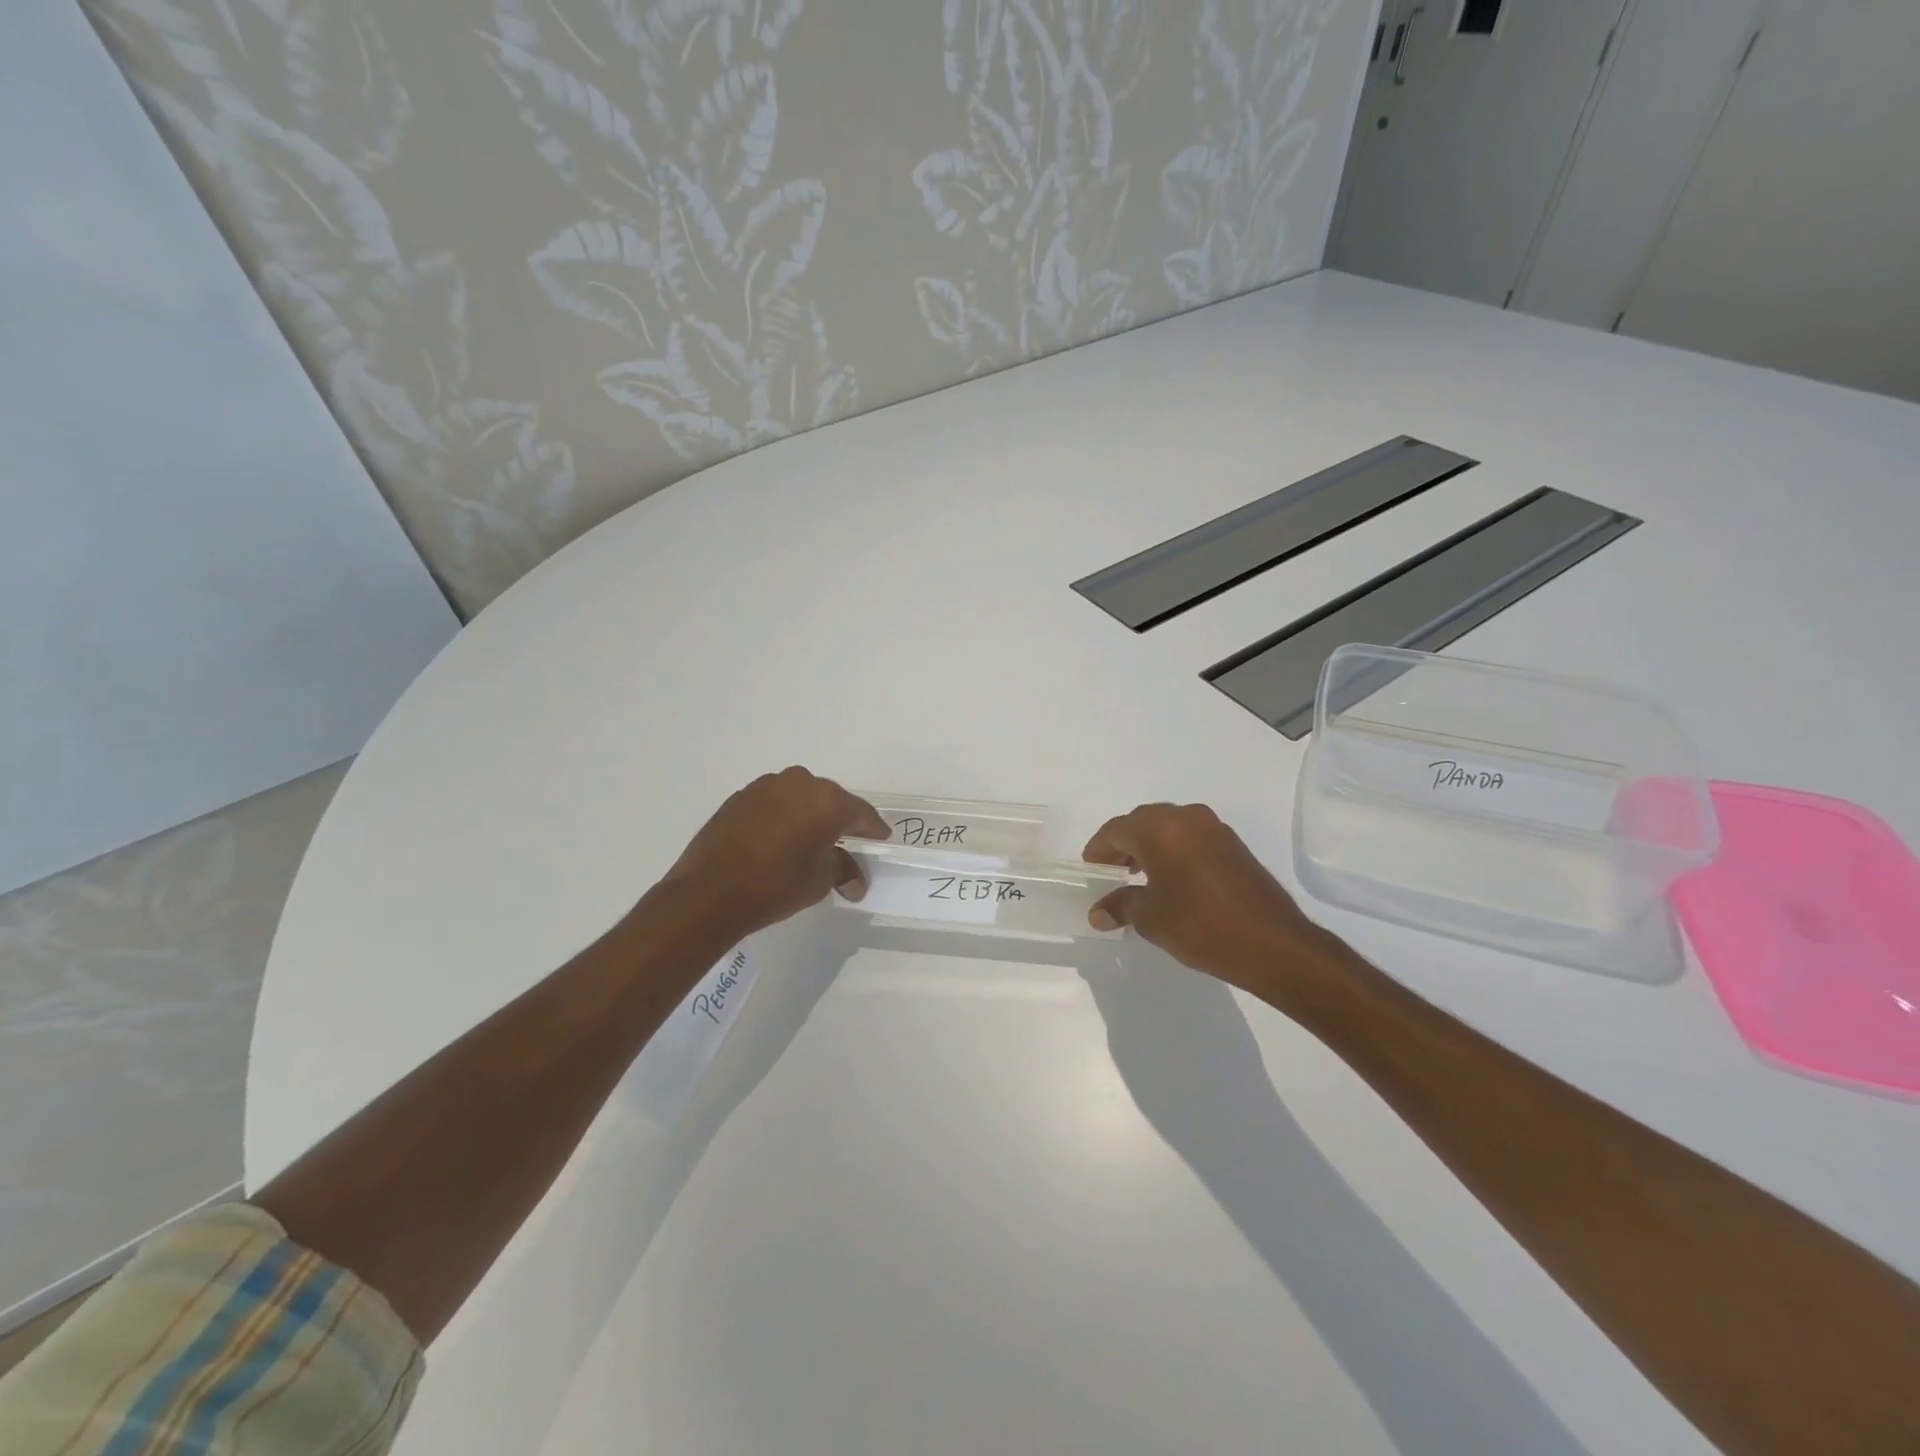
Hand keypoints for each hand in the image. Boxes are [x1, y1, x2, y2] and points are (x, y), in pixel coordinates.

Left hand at [659, 767, 889, 940]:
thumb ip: (842, 870)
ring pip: (800, 797)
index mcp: (827, 801)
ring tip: (808, 841)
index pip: (861, 814)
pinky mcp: (741, 796)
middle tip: (846, 843)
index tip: (881, 839)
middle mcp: (799, 783)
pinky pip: (774, 803)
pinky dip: (782, 816)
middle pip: (831, 800)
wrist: (708, 893)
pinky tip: (779, 839)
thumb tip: (855, 880)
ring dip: (808, 815)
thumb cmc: (775, 886)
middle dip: (839, 821)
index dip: (873, 829)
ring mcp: (766, 786)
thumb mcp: (819, 881)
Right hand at [1083, 802, 1329, 992]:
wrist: (1273, 943)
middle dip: (1123, 844)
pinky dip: (1175, 850)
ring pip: (1169, 827)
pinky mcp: (1234, 844)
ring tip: (1139, 876)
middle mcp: (1186, 818)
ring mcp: (1214, 828)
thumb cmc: (1200, 925)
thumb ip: (1121, 906)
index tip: (1090, 868)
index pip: (1116, 830)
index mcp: (1160, 829)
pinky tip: (1172, 879)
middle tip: (1111, 871)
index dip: (1099, 849)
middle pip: (1143, 822)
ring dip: (1150, 845)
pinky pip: (1191, 837)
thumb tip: (1098, 912)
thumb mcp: (1152, 918)